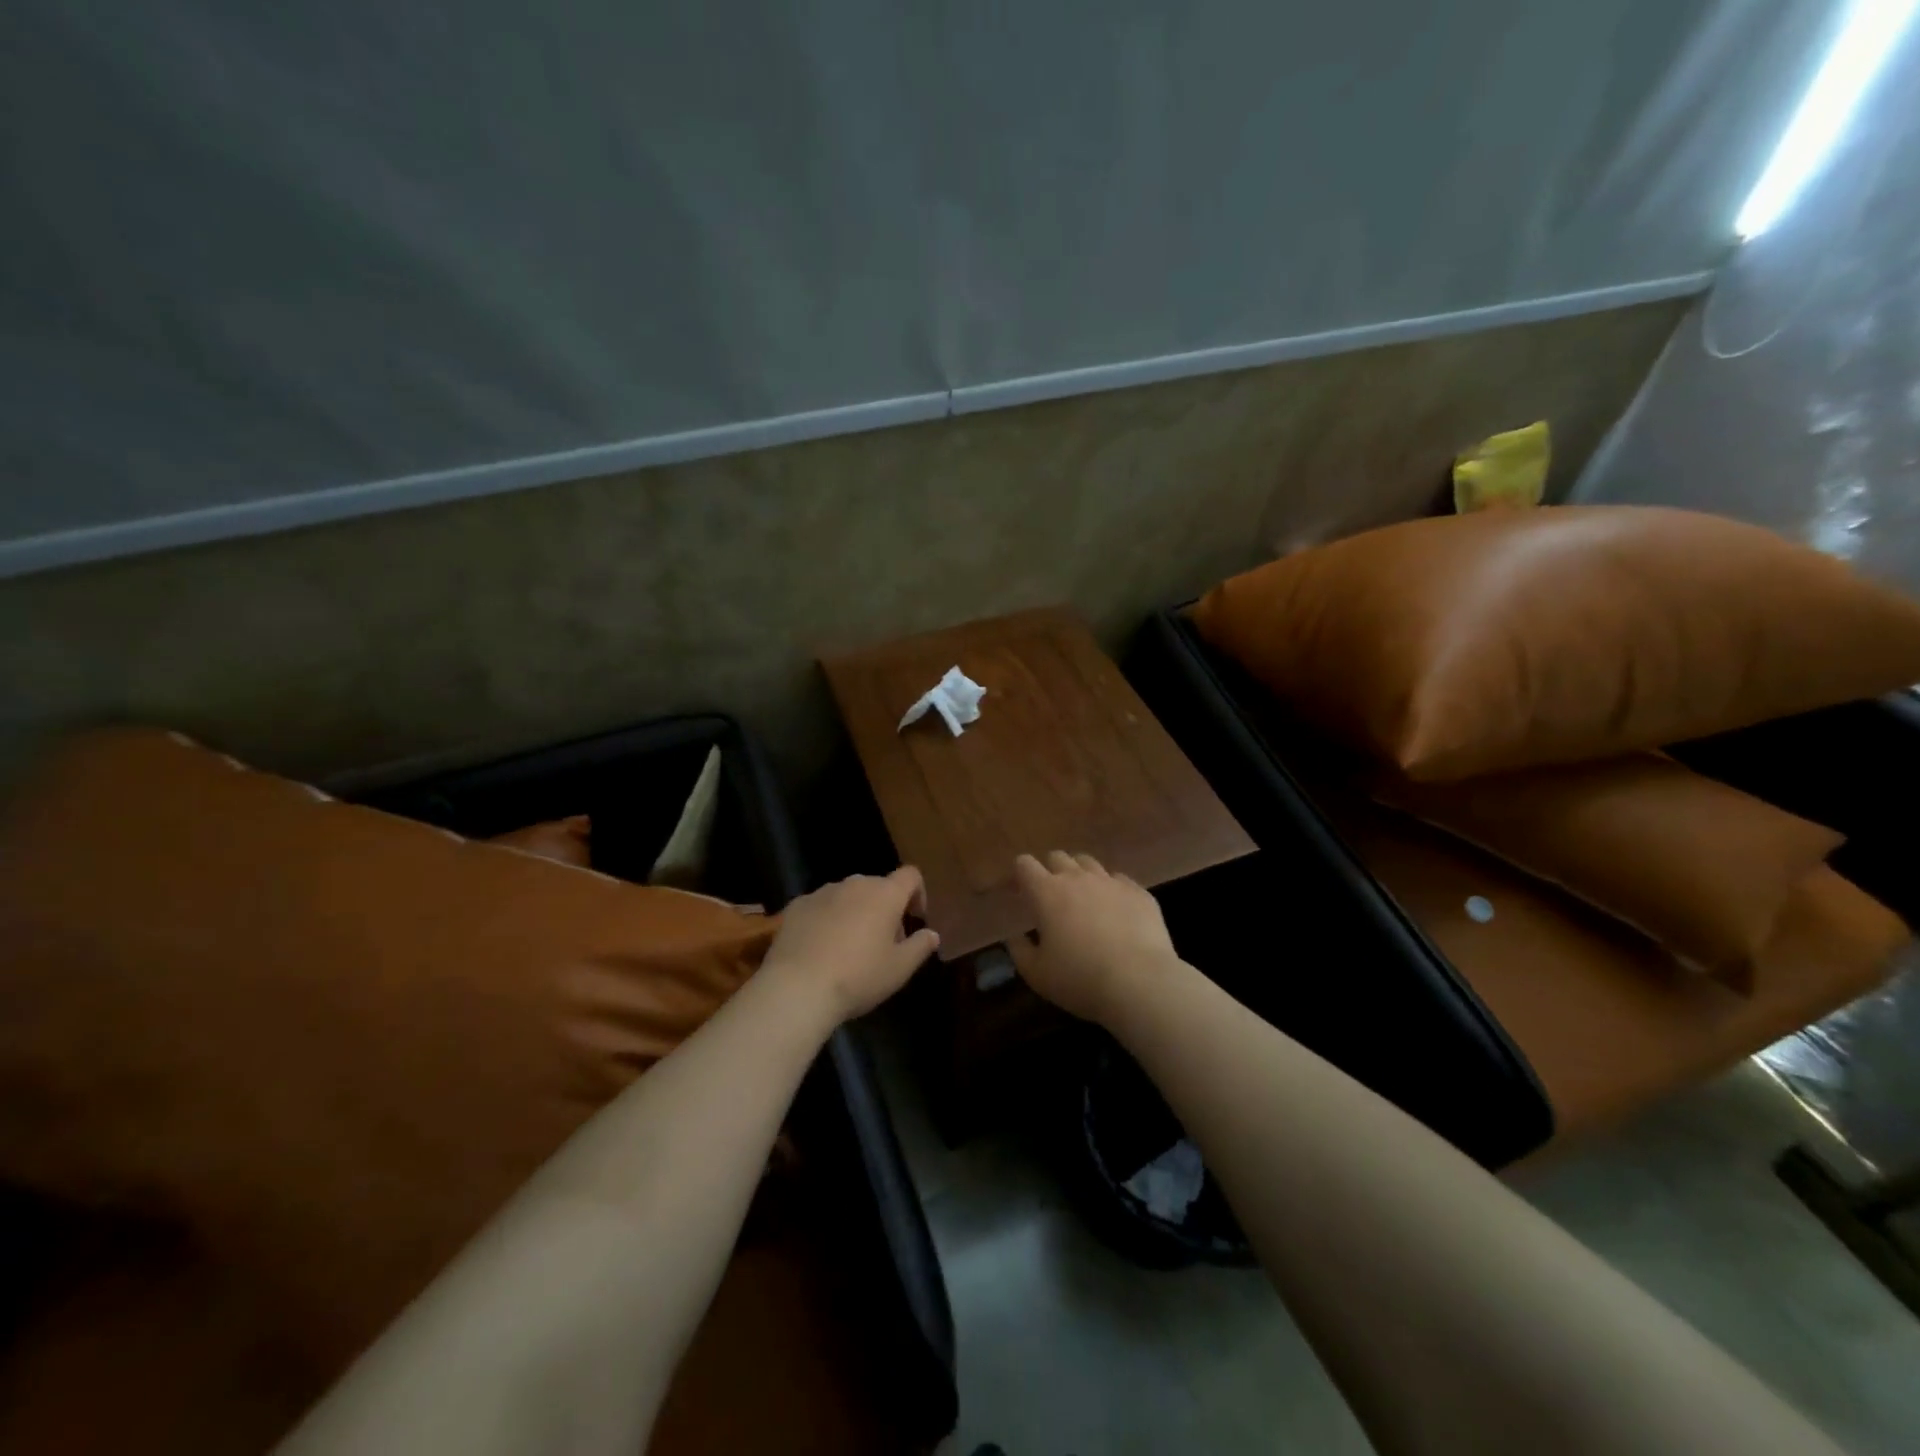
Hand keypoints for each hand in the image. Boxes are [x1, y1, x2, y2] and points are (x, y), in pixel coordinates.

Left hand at [760, 867, 939, 1025]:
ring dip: (855, 912)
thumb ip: (920, 947)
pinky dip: (826, 920)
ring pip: (847, 896)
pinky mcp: (797, 905)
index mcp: (885, 894)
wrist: (797, 988)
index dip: (918, 894)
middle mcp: (855, 884)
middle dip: (885, 908)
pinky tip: (820, 949)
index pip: (910, 876)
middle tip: (883, 943)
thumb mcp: (899, 969)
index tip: (914, 920)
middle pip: (878, 887)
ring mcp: (822, 892)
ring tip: (849, 948)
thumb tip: (932, 934)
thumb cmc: (858, 977)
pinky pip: (820, 906)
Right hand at [1007, 852, 1182, 1024]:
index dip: (1019, 874)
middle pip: (1057, 857)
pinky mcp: (1139, 892)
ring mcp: (1111, 882)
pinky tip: (1115, 911)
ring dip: (1081, 875)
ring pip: (1089, 863)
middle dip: (1050, 871)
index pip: (1025, 864)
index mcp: (1047, 892)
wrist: (1140, 982)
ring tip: (1084, 900)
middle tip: (1051, 898)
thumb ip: (1019, 950)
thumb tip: (1015, 937)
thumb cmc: (1080, 979)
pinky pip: (1119, 880)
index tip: (1019, 892)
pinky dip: (1111, 890)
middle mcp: (1078, 878)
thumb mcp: (1036, 974)